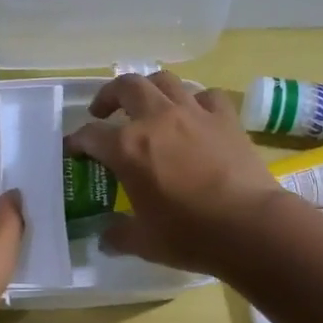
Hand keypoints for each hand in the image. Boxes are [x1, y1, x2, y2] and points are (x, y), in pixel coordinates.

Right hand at [65, 71, 288, 272]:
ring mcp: (193, 113)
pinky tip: (195, 116)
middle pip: (126, 87)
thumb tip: (105, 239)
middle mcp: (156, 119)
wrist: (249, 226)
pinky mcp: (226, 118)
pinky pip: (207, 96)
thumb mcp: (144, 242)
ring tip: (147, 105)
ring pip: (165, 81)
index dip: (77, 141)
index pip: (90, 135)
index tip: (72, 149)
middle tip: (104, 112)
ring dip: (149, 88)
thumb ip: (119, 235)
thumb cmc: (189, 235)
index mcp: (127, 148)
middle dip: (109, 95)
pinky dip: (196, 101)